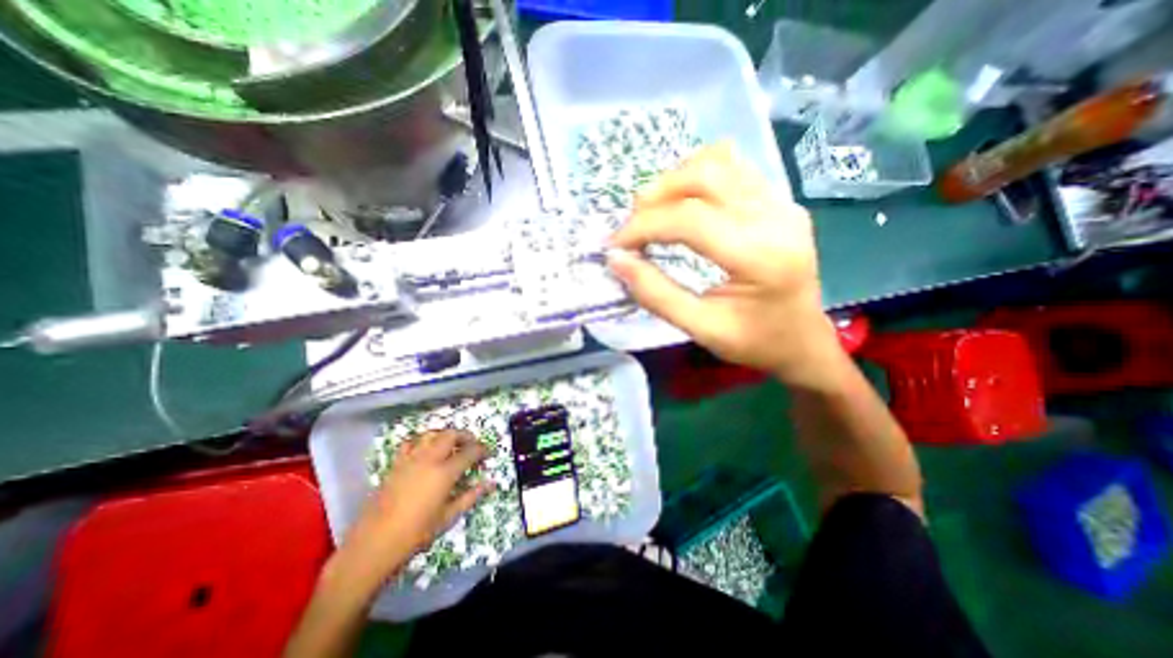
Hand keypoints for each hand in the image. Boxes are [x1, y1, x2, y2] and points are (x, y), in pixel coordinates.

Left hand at [337, 429, 489, 582]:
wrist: (374, 544)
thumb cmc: (416, 533)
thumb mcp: (448, 517)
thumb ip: (471, 496)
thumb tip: (491, 483)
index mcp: (445, 472)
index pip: (470, 452)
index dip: (482, 450)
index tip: (487, 454)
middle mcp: (429, 459)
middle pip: (451, 434)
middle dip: (465, 436)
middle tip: (471, 445)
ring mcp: (410, 459)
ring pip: (431, 434)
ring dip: (445, 435)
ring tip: (451, 445)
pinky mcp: (395, 464)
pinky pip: (410, 443)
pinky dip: (422, 441)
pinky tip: (425, 451)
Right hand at [605, 142, 842, 390]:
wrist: (804, 341)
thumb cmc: (755, 343)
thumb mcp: (701, 329)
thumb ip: (656, 294)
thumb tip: (616, 260)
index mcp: (761, 257)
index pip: (690, 219)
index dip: (643, 226)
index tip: (616, 245)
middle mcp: (777, 217)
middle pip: (704, 176)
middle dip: (656, 195)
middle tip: (633, 226)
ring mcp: (783, 203)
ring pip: (718, 161)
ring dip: (675, 181)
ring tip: (654, 211)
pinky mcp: (781, 201)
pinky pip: (733, 168)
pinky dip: (698, 177)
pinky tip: (684, 203)